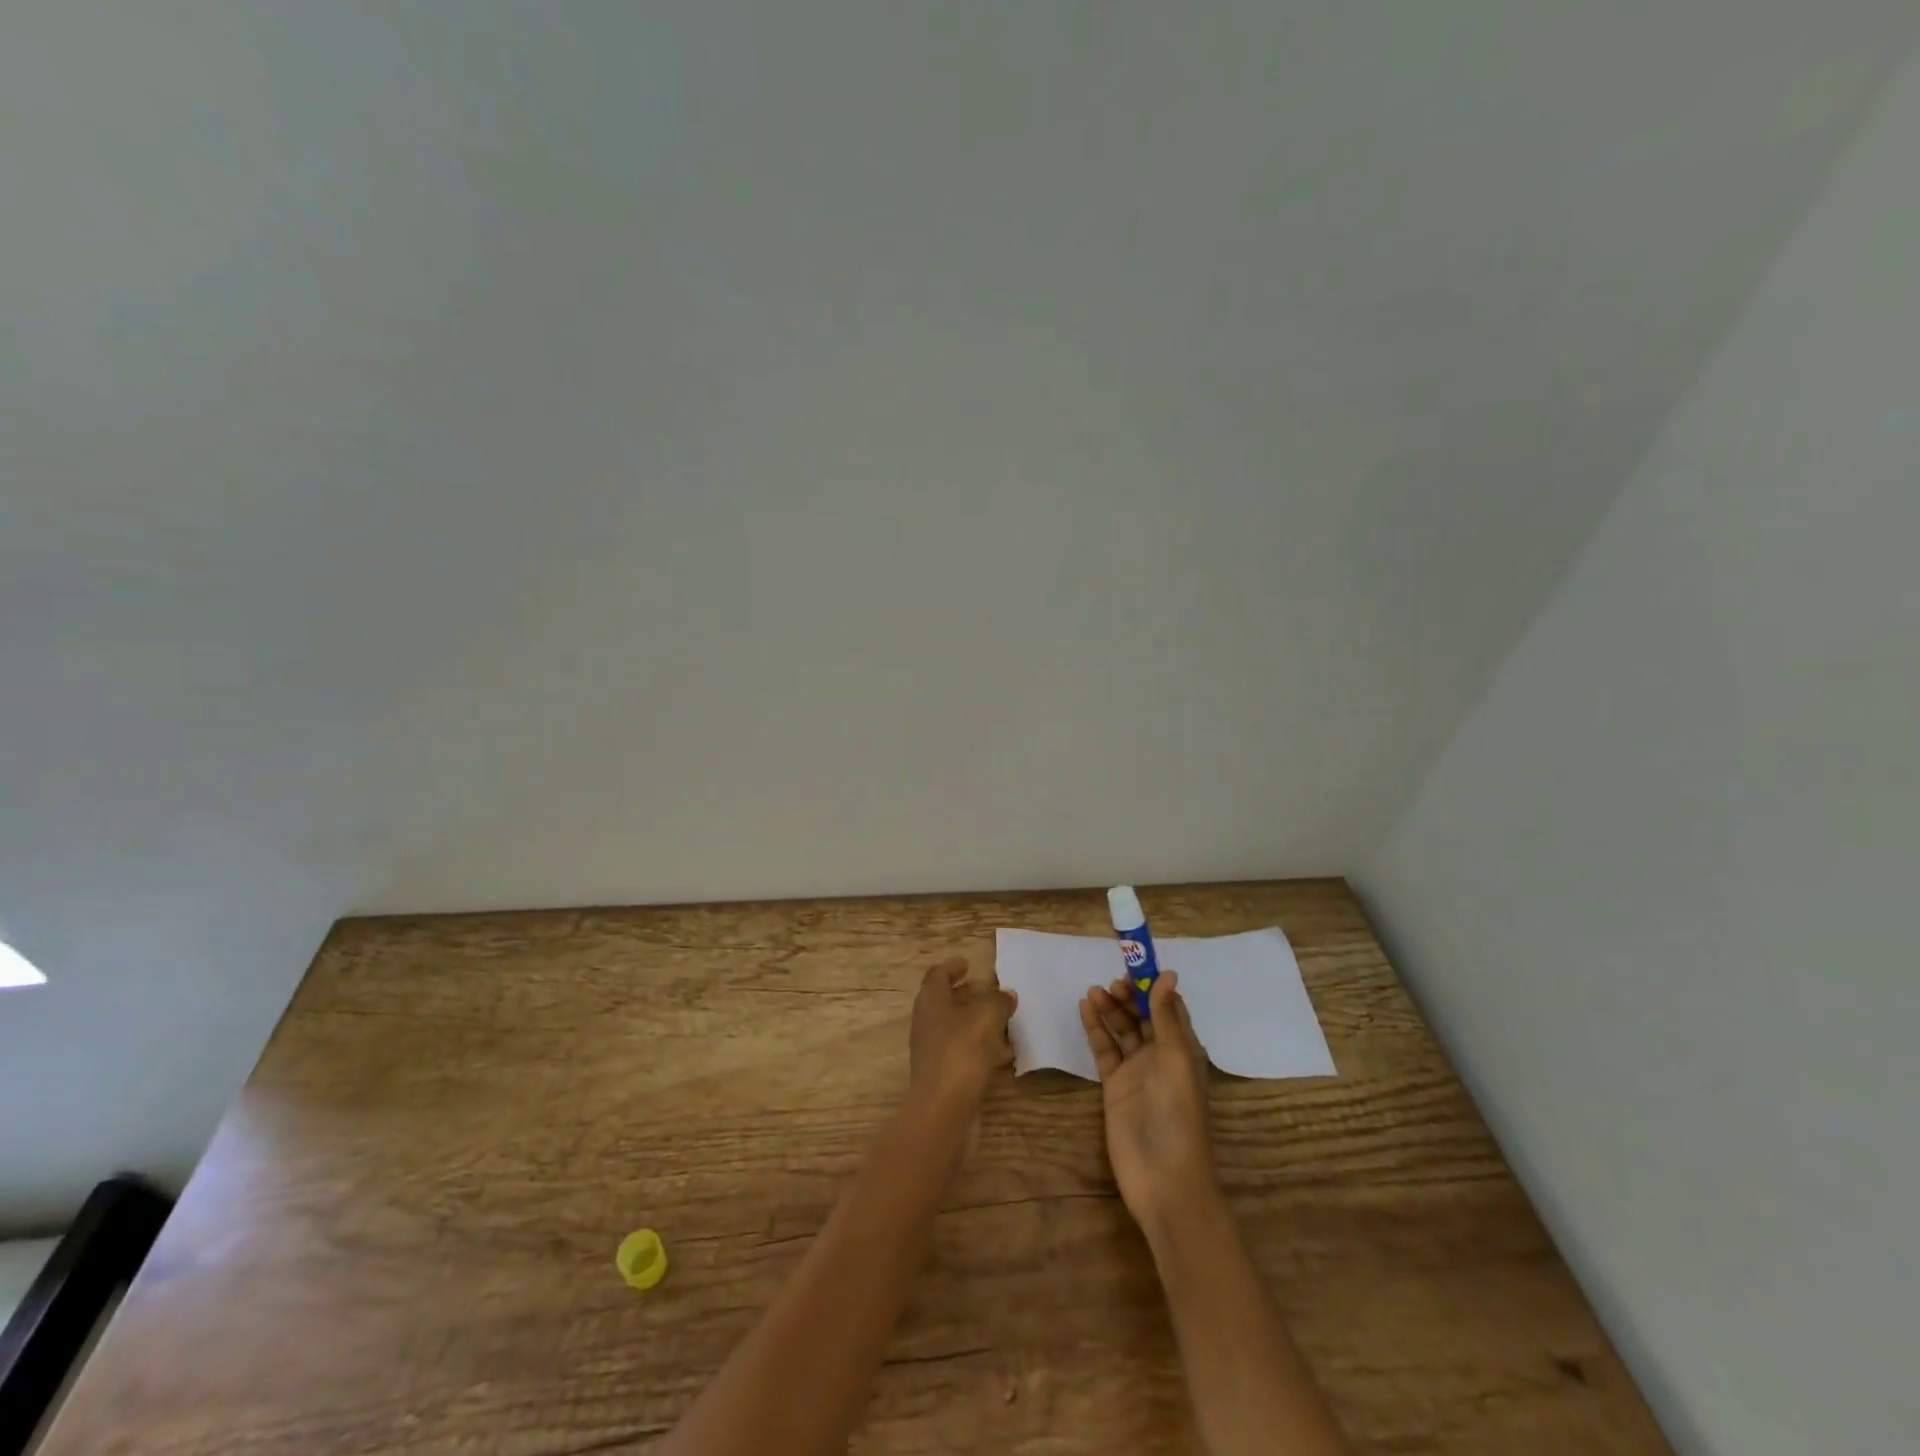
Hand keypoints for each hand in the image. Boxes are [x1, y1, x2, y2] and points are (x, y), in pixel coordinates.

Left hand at [910, 959, 1016, 1106]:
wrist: (943, 1108)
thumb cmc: (961, 1051)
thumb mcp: (987, 1016)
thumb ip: (998, 1000)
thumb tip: (1006, 994)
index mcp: (930, 1000)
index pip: (937, 975)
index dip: (952, 967)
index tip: (968, 964)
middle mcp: (926, 1021)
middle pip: (945, 1000)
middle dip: (967, 993)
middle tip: (990, 990)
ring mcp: (931, 1049)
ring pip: (954, 1025)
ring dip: (975, 1019)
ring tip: (1001, 1019)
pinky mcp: (941, 1072)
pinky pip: (961, 1048)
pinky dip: (978, 1043)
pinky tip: (1000, 1051)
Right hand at [1080, 971, 1217, 1228]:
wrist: (1163, 1180)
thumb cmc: (1178, 1117)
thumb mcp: (1176, 1062)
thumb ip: (1166, 1018)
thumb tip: (1168, 973)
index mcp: (1184, 1049)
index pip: (1169, 1007)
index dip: (1154, 985)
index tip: (1135, 964)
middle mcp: (1161, 1056)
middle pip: (1143, 1015)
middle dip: (1129, 995)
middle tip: (1111, 982)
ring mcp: (1137, 1071)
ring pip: (1122, 1029)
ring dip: (1110, 1008)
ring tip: (1093, 991)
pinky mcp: (1115, 1086)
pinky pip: (1105, 1049)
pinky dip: (1096, 1029)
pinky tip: (1085, 1009)